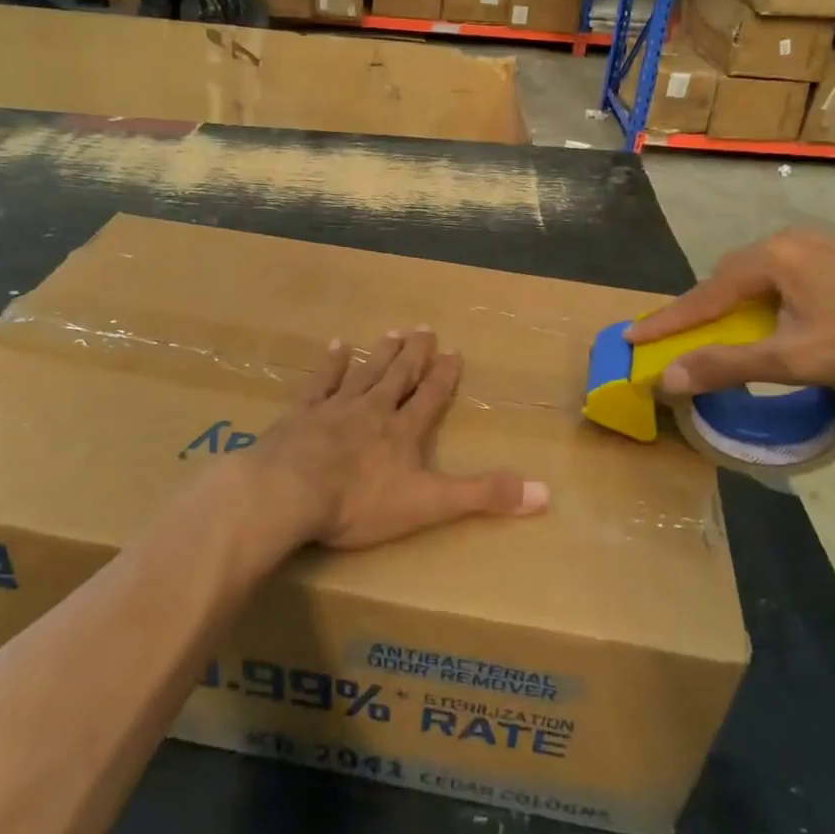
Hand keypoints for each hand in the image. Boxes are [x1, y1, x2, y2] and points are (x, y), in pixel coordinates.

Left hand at [237, 328, 547, 549]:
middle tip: (425, 328)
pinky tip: (336, 346)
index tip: (454, 352)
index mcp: (403, 432)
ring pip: (364, 373)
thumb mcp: (429, 504)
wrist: (289, 492)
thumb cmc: (359, 502)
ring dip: (381, 354)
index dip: (444, 377)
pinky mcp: (301, 414)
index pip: (431, 398)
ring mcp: (335, 408)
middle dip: (415, 355)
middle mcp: (373, 410)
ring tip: (393, 332)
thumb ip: (483, 496)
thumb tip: (545, 494)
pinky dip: (330, 364)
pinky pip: (320, 382)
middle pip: (399, 377)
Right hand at [625, 227, 834, 394]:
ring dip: (735, 301)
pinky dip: (765, 296)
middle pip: (726, 278)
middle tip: (682, 334)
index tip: (632, 337)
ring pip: (757, 274)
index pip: (702, 296)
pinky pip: (784, 273)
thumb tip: (667, 379)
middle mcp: (786, 242)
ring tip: (729, 326)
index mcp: (767, 260)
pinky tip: (779, 313)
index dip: (666, 321)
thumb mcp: (790, 358)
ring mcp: (817, 244)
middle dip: (701, 308)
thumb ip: (726, 366)